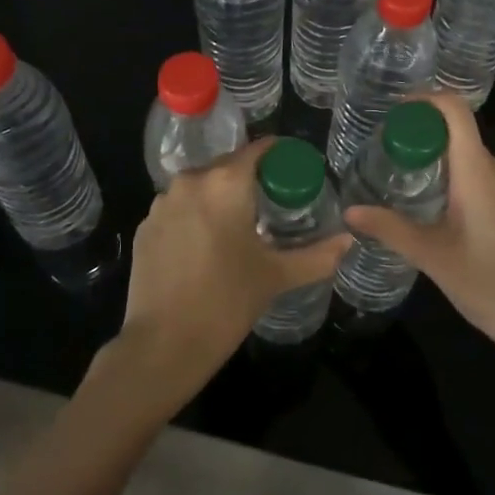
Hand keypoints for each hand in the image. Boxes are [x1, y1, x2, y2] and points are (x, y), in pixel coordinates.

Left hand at [105, 138, 347, 412]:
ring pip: (200, 187)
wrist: (162, 345)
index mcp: (225, 182)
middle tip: (272, 204)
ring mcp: (161, 204)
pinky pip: (178, 209)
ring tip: (238, 228)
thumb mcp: (276, 276)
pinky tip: (205, 248)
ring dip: (219, 198)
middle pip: (227, 166)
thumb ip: (317, 255)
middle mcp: (190, 181)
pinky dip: (194, 218)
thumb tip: (349, 240)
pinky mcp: (144, 227)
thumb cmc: (226, 302)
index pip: (258, 149)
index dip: (279, 155)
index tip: (294, 169)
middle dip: (250, 179)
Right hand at [343, 94, 494, 366]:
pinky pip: (481, 179)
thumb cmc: (491, 284)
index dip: (424, 99)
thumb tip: (350, 211)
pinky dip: (454, 180)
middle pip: (457, 132)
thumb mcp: (433, 257)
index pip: (455, 110)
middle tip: (384, 154)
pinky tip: (434, 211)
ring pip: (468, 158)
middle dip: (420, 135)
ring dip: (436, 161)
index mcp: (477, 171)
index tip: (393, 111)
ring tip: (401, 181)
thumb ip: (391, 229)